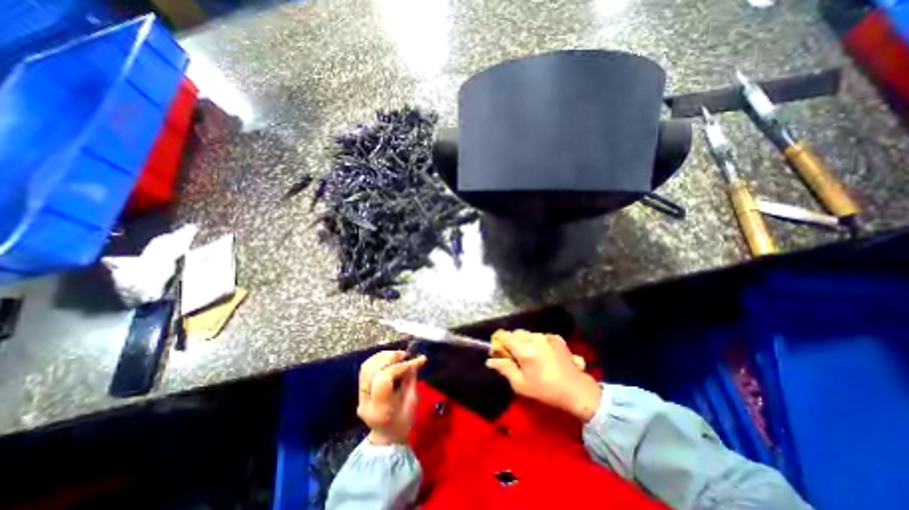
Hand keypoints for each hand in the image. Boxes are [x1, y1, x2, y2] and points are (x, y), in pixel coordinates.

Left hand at [357, 351, 428, 445]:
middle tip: (405, 355)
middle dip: (389, 358)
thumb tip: (416, 360)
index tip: (414, 360)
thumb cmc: (404, 422)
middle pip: (372, 370)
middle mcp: (366, 401)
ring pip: (367, 367)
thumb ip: (412, 379)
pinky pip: (366, 369)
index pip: (384, 379)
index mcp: (380, 408)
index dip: (399, 366)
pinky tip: (390, 359)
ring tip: (398, 355)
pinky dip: (378, 360)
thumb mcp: (413, 402)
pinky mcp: (360, 390)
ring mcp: (360, 396)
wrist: (387, 437)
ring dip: (383, 356)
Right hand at [483, 328, 602, 420]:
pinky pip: (540, 336)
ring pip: (527, 334)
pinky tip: (542, 355)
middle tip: (513, 358)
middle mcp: (533, 337)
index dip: (497, 341)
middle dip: (510, 342)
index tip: (498, 352)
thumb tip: (490, 360)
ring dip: (523, 342)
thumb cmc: (545, 390)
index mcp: (523, 348)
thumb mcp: (520, 384)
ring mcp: (546, 336)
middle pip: (515, 333)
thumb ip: (504, 368)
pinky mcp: (556, 338)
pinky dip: (536, 342)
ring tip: (529, 357)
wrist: (576, 390)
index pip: (503, 334)